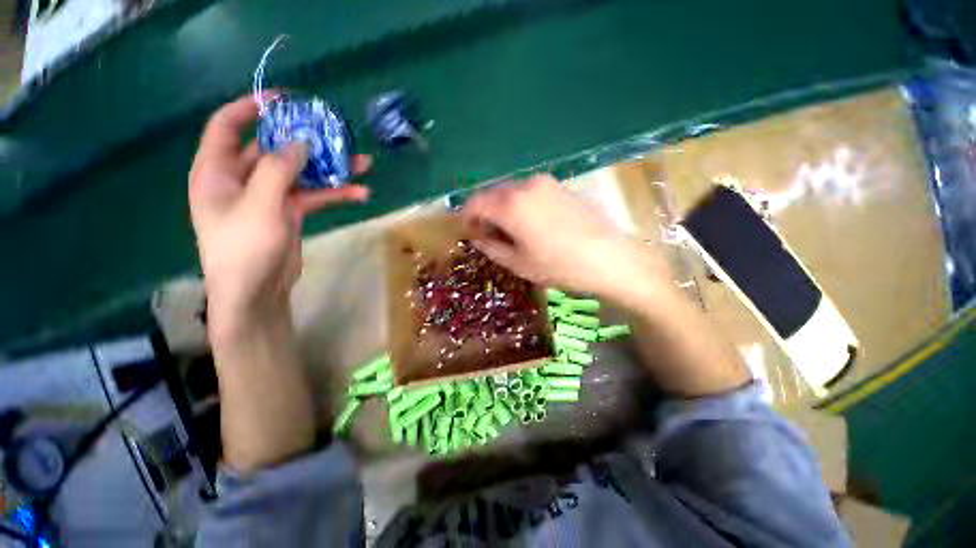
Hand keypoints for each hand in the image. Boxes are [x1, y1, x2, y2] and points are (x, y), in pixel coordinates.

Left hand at [189, 95, 369, 332]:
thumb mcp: (260, 205)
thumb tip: (302, 142)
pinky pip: (314, 196)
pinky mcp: (290, 213)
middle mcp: (241, 179)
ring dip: (331, 170)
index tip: (284, 100)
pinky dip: (335, 194)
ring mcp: (268, 196)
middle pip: (274, 148)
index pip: (227, 126)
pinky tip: (360, 194)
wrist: (256, 292)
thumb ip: (279, 169)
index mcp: (217, 171)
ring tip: (363, 165)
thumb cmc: (244, 248)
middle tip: (336, 134)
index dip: (251, 108)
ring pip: (301, 173)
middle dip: (305, 140)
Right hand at [462, 174, 671, 301]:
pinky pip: (528, 191)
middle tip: (488, 233)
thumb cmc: (558, 265)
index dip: (467, 217)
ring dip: (502, 207)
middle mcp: (524, 186)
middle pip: (493, 194)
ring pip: (511, 191)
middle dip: (485, 212)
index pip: (475, 202)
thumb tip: (479, 238)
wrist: (607, 257)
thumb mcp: (518, 263)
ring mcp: (544, 182)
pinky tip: (529, 222)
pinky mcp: (559, 185)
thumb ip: (492, 248)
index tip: (469, 231)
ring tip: (509, 230)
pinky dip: (520, 203)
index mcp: (510, 205)